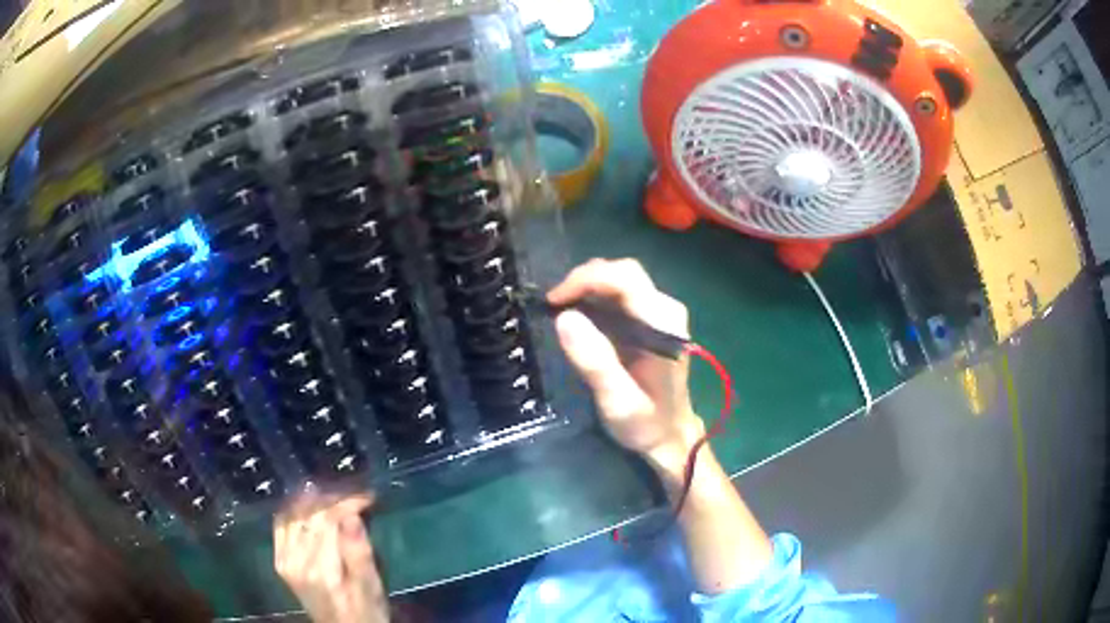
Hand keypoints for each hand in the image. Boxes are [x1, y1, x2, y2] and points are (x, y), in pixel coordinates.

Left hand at [273, 494, 386, 622]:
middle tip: (355, 495)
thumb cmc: (366, 611)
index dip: (347, 503)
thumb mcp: (371, 587)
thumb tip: (351, 516)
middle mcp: (296, 561)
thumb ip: (359, 553)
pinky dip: (293, 511)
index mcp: (321, 569)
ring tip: (335, 498)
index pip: (328, 520)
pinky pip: (281, 525)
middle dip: (333, 499)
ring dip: (313, 501)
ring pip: (293, 515)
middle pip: (309, 515)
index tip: (368, 498)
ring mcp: (284, 560)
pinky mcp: (280, 561)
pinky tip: (307, 507)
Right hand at [548, 259, 704, 472]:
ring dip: (588, 287)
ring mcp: (661, 313)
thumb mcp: (617, 400)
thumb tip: (564, 317)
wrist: (670, 436)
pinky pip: (621, 294)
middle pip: (623, 273)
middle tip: (554, 304)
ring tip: (561, 309)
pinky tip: (579, 316)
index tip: (555, 300)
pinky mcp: (652, 319)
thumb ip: (595, 361)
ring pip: (621, 279)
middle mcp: (666, 311)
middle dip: (584, 281)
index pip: (626, 280)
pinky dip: (595, 297)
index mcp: (663, 326)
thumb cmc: (646, 423)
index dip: (586, 280)